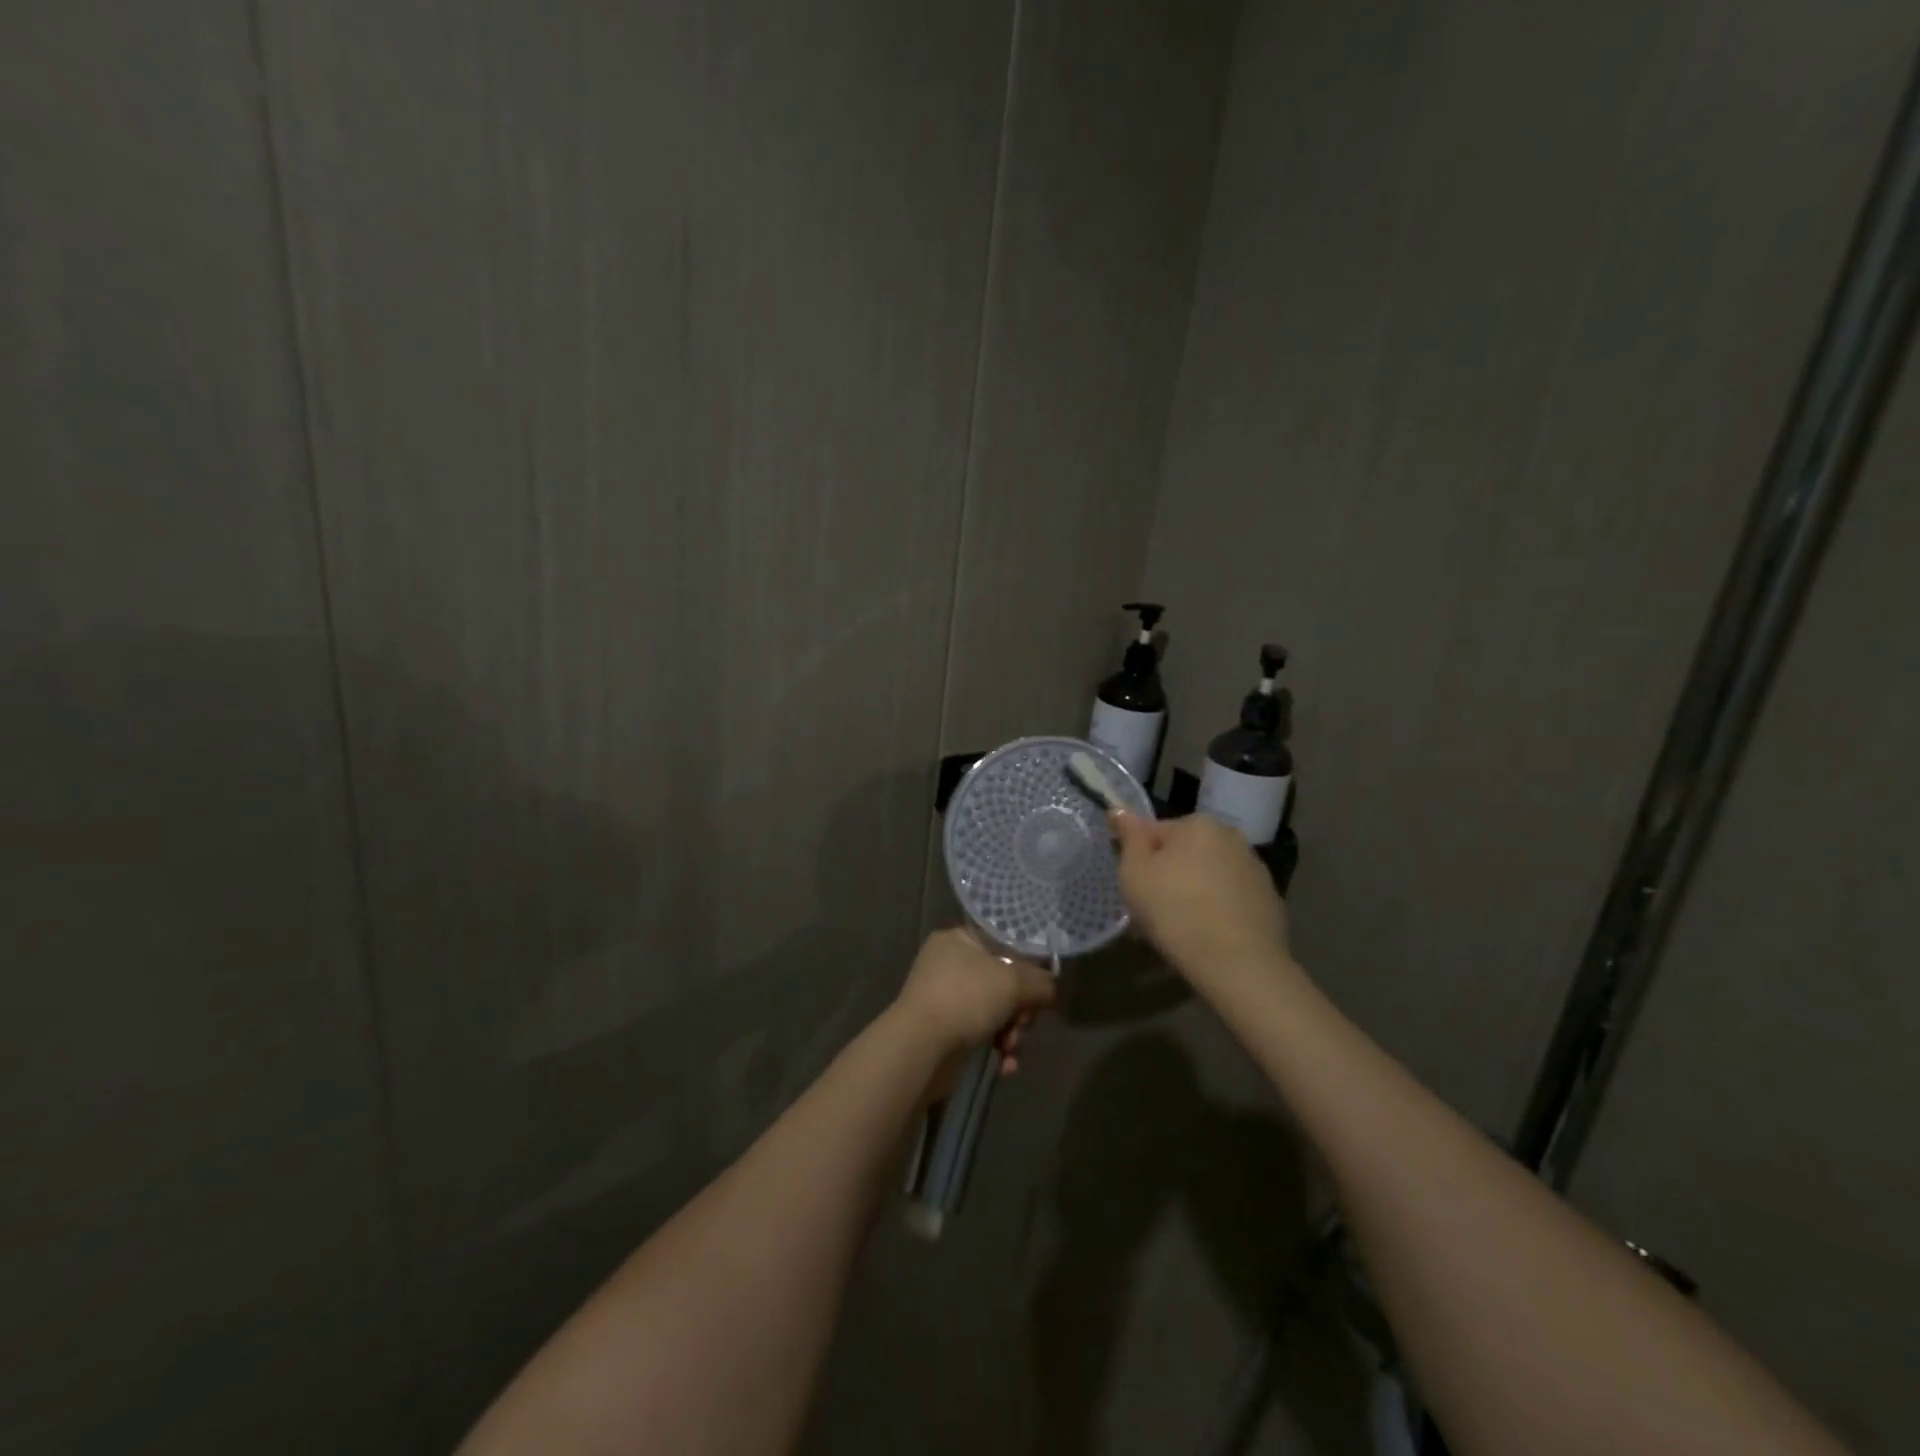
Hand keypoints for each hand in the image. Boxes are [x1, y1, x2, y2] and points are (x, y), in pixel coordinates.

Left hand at [893, 927, 1055, 1074]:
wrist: (920, 1048)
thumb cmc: (966, 999)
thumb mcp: (1013, 982)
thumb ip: (1040, 982)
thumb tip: (1049, 990)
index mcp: (958, 939)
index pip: (1003, 942)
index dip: (1026, 964)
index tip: (1039, 986)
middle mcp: (949, 963)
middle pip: (1002, 980)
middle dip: (1020, 1007)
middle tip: (1024, 1022)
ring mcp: (944, 997)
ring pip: (995, 1009)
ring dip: (1012, 1032)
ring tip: (1011, 1048)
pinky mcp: (944, 1029)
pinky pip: (981, 1032)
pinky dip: (996, 1046)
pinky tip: (1005, 1065)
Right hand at [1110, 811, 1293, 990]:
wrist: (1239, 965)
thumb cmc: (1175, 912)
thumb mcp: (1134, 873)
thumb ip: (1129, 838)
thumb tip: (1120, 810)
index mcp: (1198, 823)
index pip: (1154, 832)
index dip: (1139, 859)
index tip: (1135, 888)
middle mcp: (1231, 836)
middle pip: (1185, 851)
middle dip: (1170, 873)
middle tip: (1154, 908)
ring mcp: (1255, 869)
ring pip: (1209, 874)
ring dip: (1195, 890)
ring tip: (1182, 926)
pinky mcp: (1270, 900)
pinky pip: (1231, 898)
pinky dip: (1218, 909)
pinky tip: (1208, 934)